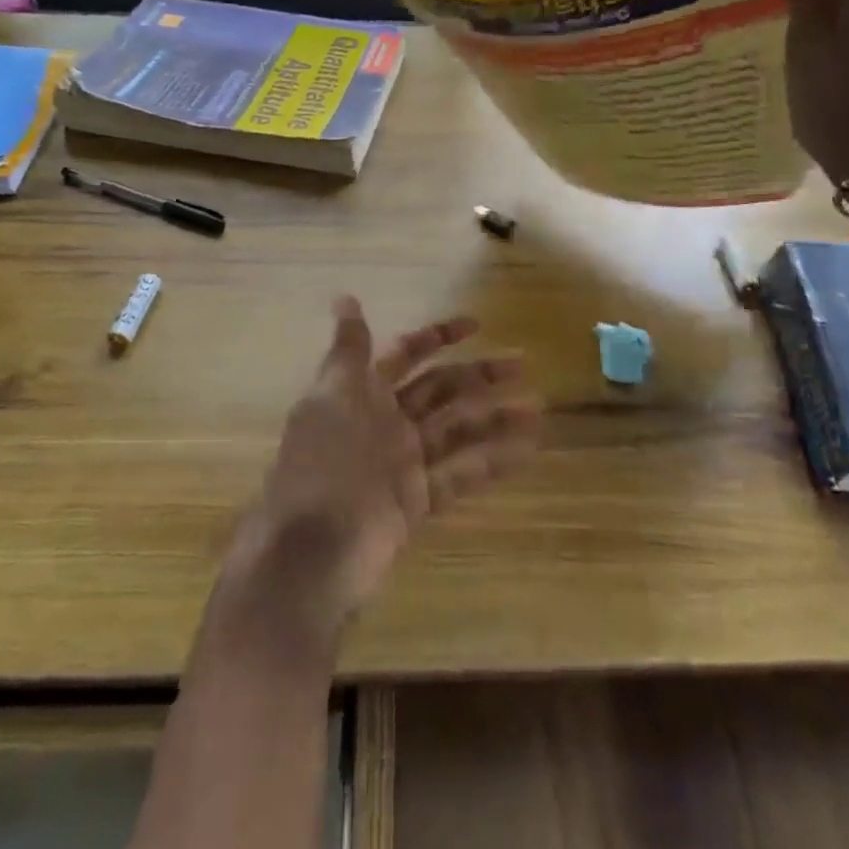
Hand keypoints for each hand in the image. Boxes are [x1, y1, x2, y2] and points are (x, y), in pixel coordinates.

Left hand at [222, 297, 542, 646]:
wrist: (310, 551)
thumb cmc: (322, 464)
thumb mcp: (331, 397)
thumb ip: (348, 351)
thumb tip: (345, 297)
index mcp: (363, 393)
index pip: (407, 355)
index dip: (439, 337)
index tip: (477, 324)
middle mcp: (386, 422)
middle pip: (440, 390)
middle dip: (479, 375)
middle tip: (522, 364)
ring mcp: (404, 463)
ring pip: (457, 430)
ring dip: (496, 418)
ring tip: (538, 409)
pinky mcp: (417, 501)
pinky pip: (460, 474)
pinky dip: (493, 462)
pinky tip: (527, 450)